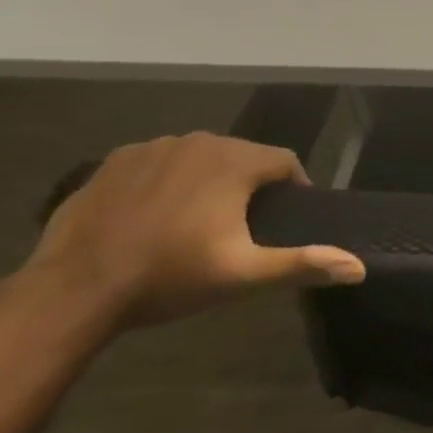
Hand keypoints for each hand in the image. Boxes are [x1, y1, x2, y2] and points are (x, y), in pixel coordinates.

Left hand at [26, 132, 365, 326]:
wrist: (73, 289)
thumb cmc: (169, 277)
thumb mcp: (243, 274)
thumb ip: (303, 263)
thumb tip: (359, 267)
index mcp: (235, 161)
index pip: (284, 162)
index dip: (293, 188)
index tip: (284, 218)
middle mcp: (199, 142)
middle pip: (242, 156)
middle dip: (248, 185)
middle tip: (240, 226)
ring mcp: (152, 148)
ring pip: (200, 158)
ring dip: (208, 180)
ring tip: (196, 221)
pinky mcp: (114, 161)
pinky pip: (158, 163)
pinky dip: (166, 181)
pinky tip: (154, 216)